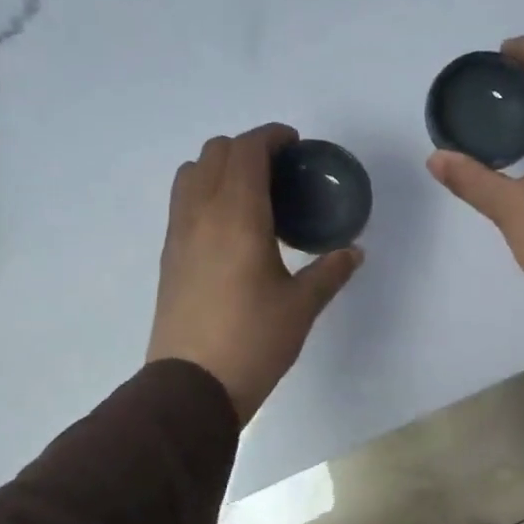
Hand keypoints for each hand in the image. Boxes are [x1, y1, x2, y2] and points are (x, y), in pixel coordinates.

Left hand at [148, 124, 362, 422]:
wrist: (192, 385)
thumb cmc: (253, 341)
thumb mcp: (301, 306)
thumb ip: (330, 272)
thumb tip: (354, 252)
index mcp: (237, 216)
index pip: (246, 151)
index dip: (271, 137)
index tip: (295, 145)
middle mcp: (201, 214)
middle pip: (214, 152)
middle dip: (247, 148)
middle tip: (279, 171)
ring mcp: (178, 234)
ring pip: (190, 174)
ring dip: (220, 168)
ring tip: (251, 194)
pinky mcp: (169, 256)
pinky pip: (182, 203)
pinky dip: (205, 193)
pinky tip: (231, 227)